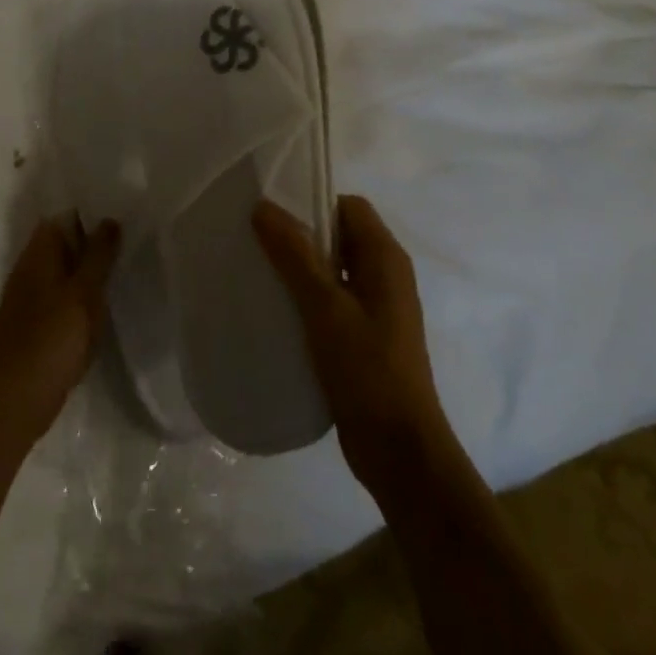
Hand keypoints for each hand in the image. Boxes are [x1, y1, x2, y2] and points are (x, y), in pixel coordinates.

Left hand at [0, 216, 121, 436]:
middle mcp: (26, 272)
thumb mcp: (85, 290)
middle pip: (58, 248)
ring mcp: (24, 302)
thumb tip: (109, 220)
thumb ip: (98, 254)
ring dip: (81, 276)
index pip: (58, 220)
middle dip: (86, 246)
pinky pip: (56, 302)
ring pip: (58, 276)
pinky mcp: (29, 329)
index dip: (84, 217)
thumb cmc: (56, 335)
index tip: (113, 219)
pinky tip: (94, 312)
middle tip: (122, 246)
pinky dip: (74, 301)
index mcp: (37, 256)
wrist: (20, 395)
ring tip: (114, 277)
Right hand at [254, 195, 453, 496]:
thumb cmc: (367, 370)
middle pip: (340, 236)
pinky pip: (333, 300)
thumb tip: (263, 206)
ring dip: (300, 269)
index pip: (348, 207)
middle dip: (300, 236)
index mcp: (386, 258)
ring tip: (259, 274)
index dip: (312, 203)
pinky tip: (277, 311)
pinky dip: (307, 298)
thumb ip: (295, 255)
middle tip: (256, 242)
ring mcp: (377, 308)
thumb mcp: (325, 307)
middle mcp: (386, 275)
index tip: (271, 216)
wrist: (400, 451)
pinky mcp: (366, 336)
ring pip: (334, 270)